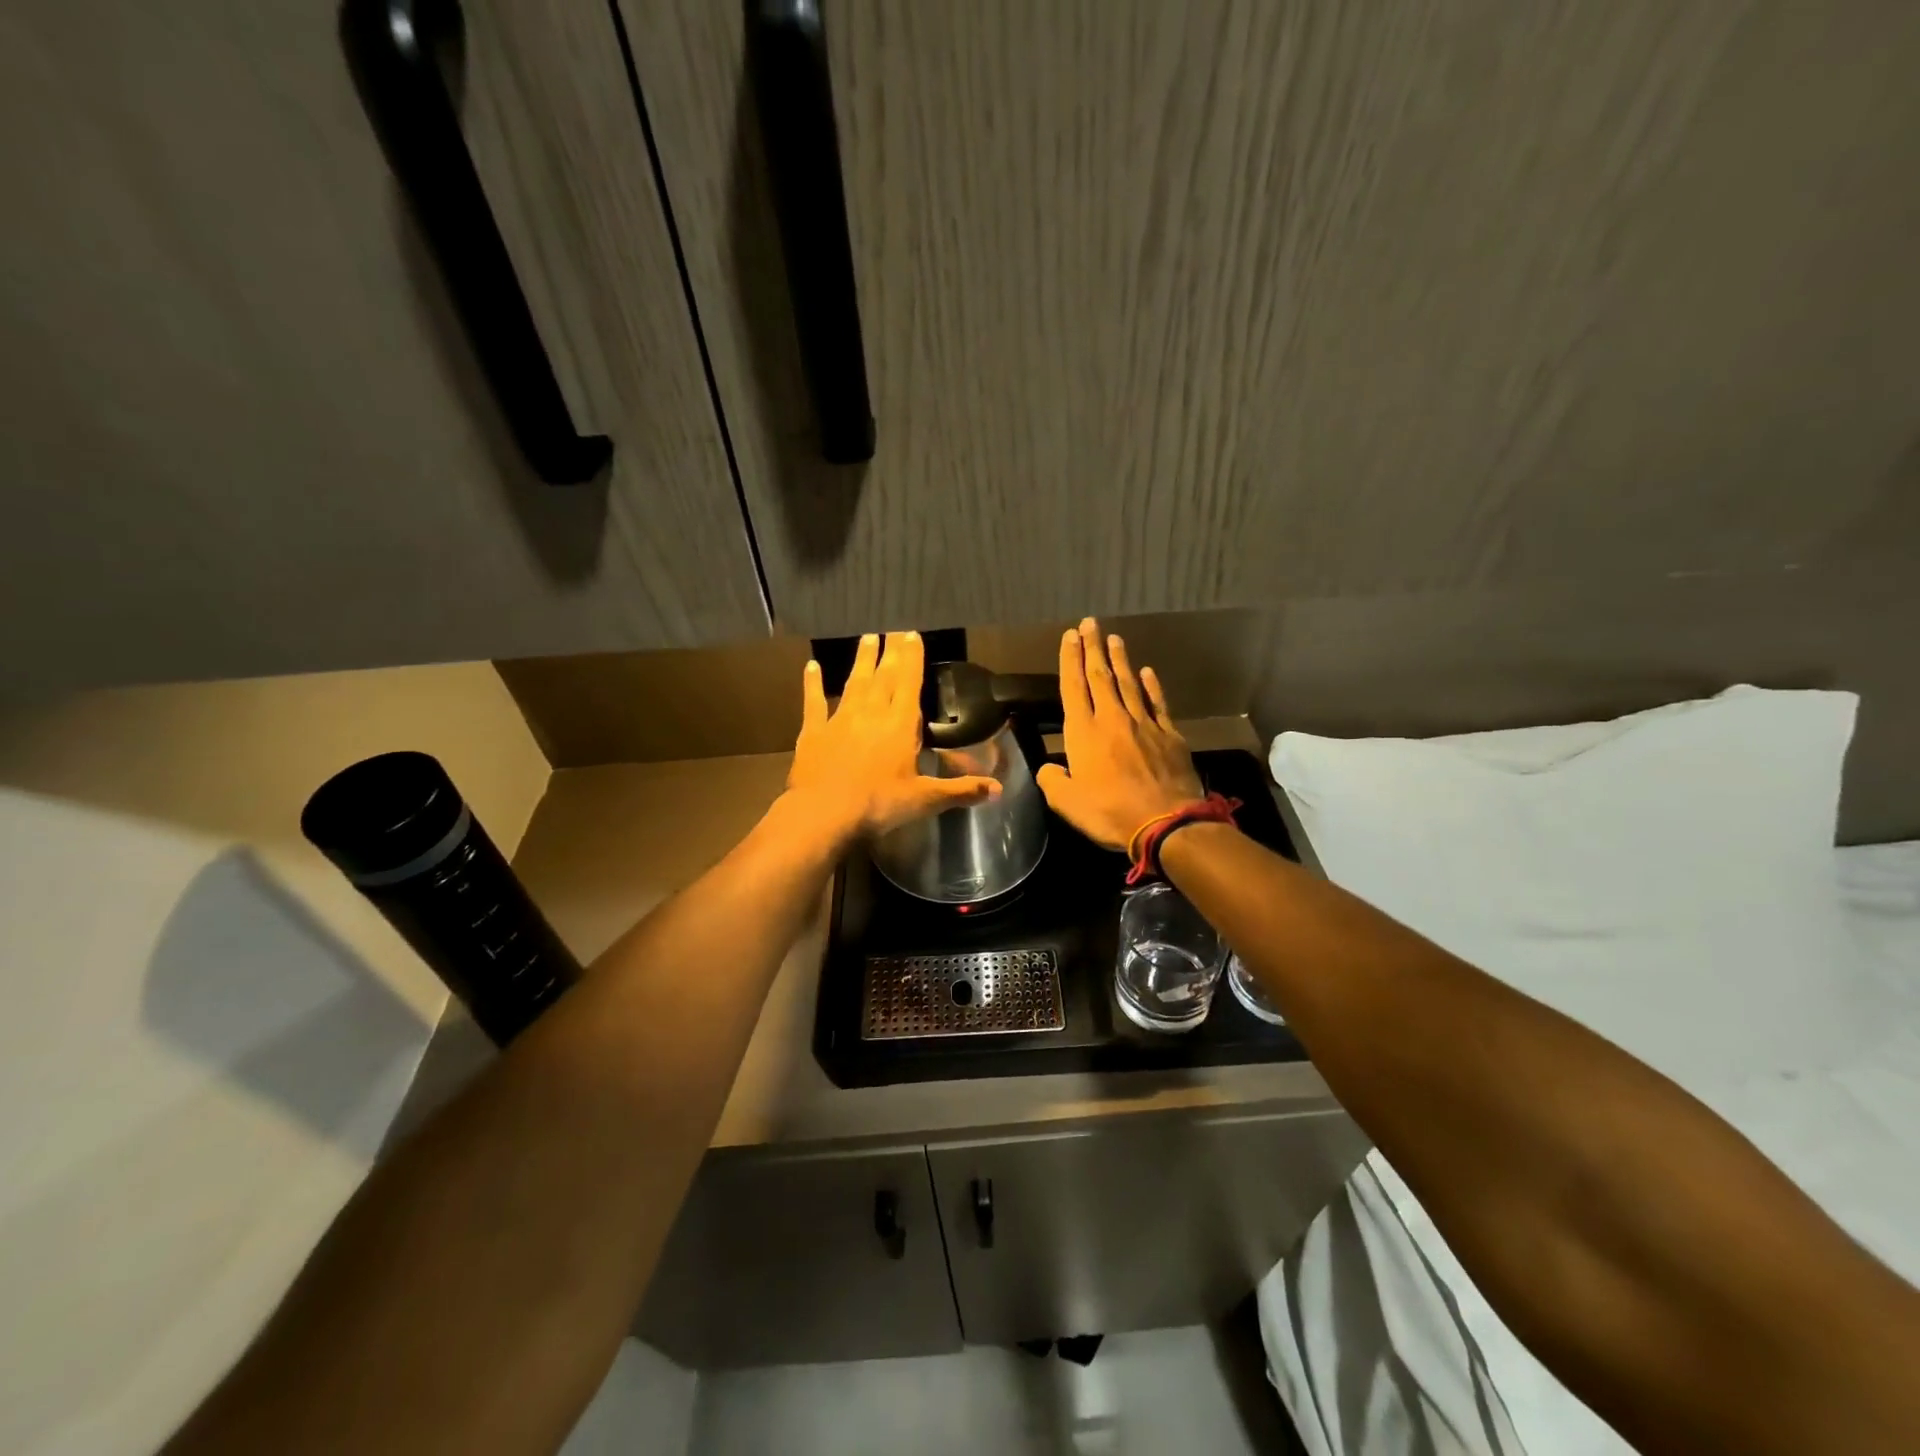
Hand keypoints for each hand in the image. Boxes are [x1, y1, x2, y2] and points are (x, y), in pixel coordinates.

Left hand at [785, 631, 1000, 842]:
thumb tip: (999, 789)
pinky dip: (812, 683)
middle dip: (891, 652)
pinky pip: (814, 701)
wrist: (823, 814)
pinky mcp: (814, 732)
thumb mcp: (925, 800)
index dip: (912, 657)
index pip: (910, 683)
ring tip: (867, 638)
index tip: (912, 634)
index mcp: (900, 725)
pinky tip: (811, 666)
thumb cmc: (879, 805)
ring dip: (862, 660)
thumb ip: (961, 791)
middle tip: (893, 629)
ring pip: (854, 683)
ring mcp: (840, 719)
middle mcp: (871, 713)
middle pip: (884, 676)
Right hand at [1036, 618, 1203, 850]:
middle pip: (1100, 677)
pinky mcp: (1169, 735)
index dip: (1070, 660)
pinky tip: (1147, 671)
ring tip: (1114, 638)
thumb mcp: (1066, 804)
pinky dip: (1151, 685)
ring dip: (1120, 659)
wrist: (1167, 823)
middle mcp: (1112, 719)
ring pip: (1128, 683)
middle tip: (1089, 623)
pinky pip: (1157, 702)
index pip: (1073, 687)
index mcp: (1083, 733)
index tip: (1070, 637)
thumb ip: (1052, 781)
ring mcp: (1144, 724)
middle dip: (1093, 648)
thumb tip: (1048, 768)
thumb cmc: (1110, 813)